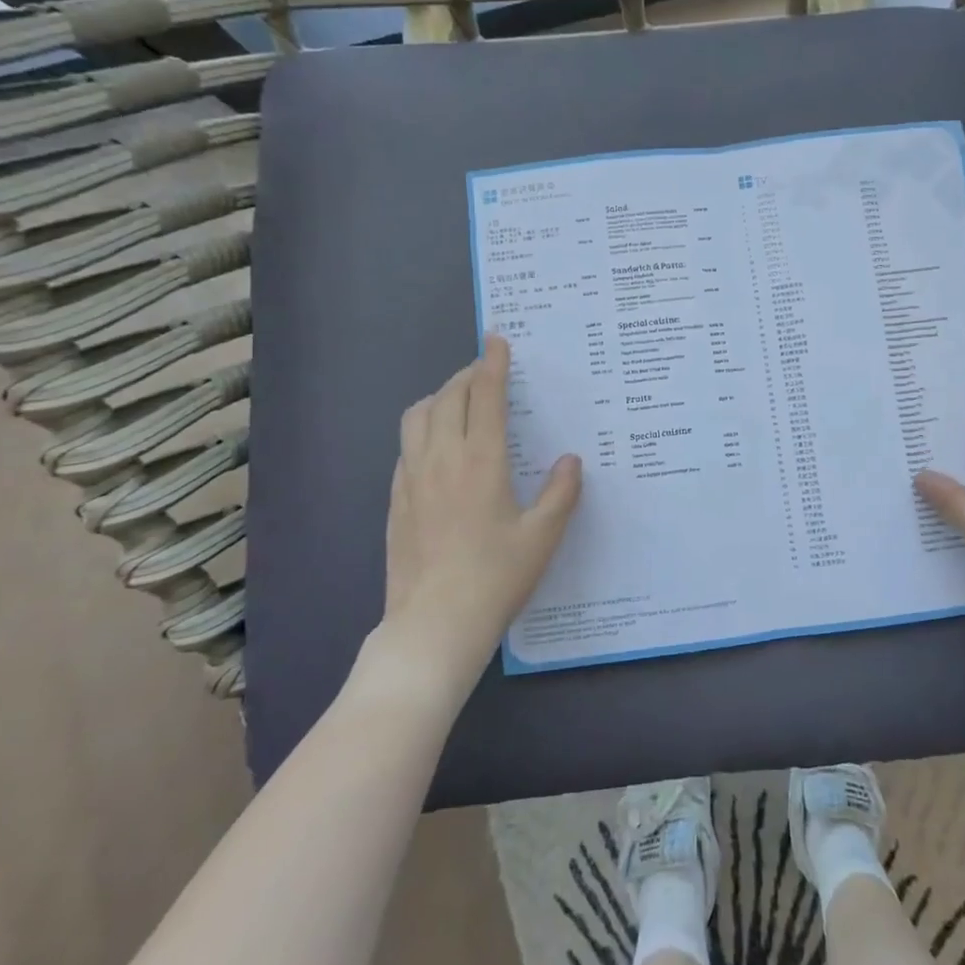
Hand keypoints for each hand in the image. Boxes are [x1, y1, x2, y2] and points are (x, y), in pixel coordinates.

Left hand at [364, 335, 581, 705]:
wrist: (433, 625)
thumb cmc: (496, 579)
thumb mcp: (543, 537)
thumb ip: (560, 492)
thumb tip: (569, 460)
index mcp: (482, 462)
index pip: (486, 396)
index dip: (492, 363)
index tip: (496, 339)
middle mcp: (442, 459)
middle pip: (448, 397)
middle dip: (467, 375)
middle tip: (485, 372)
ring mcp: (412, 478)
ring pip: (417, 416)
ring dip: (439, 397)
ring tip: (459, 402)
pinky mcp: (395, 500)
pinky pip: (406, 447)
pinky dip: (423, 429)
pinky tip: (437, 448)